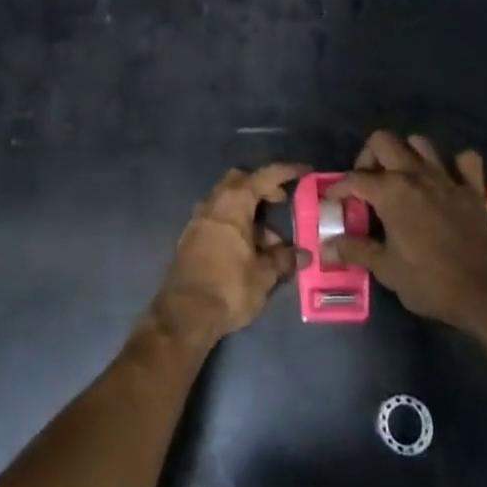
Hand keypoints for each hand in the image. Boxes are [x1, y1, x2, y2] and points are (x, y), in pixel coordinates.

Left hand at [148, 164, 307, 343]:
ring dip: (249, 211)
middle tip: (282, 201)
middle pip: (240, 181)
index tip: (304, 172)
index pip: (263, 176)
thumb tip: (304, 254)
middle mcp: (213, 203)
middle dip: (262, 187)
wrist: (183, 315)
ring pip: (227, 201)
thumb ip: (284, 260)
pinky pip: (217, 218)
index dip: (285, 172)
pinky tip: (247, 250)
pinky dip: (234, 223)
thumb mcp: (263, 276)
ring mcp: (198, 219)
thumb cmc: (228, 288)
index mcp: (233, 204)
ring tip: (270, 241)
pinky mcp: (190, 237)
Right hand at [325, 131, 486, 332]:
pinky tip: (447, 180)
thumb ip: (355, 251)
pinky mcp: (473, 188)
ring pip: (420, 142)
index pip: (354, 178)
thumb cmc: (430, 281)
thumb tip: (326, 247)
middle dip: (369, 156)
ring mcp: (447, 177)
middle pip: (383, 141)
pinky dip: (455, 164)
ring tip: (402, 177)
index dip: (339, 188)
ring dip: (407, 154)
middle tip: (368, 182)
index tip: (333, 200)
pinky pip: (465, 160)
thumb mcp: (386, 270)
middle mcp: (416, 174)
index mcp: (390, 191)